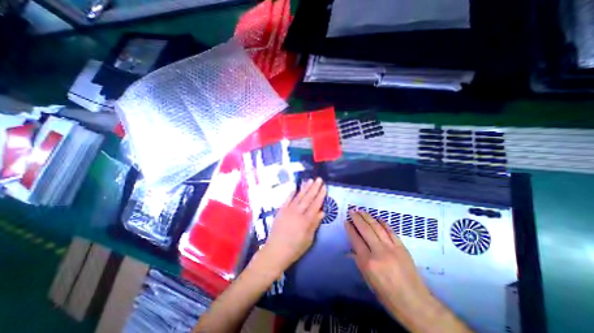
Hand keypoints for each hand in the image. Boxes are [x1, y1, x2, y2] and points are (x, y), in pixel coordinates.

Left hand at [261, 178, 326, 276]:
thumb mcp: (309, 239)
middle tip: (319, 179)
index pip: (316, 204)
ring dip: (305, 187)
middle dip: (314, 188)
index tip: (324, 187)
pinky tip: (295, 188)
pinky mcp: (281, 210)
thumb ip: (315, 224)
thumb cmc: (295, 248)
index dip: (321, 195)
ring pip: (298, 196)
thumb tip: (322, 212)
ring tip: (310, 180)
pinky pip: (287, 199)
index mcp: (306, 220)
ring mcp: (288, 210)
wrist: (276, 251)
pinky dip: (291, 193)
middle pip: (308, 198)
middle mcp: (298, 212)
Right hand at [347, 211, 434, 322]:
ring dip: (368, 217)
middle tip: (351, 211)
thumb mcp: (368, 280)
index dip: (350, 229)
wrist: (415, 303)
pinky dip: (383, 223)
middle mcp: (379, 252)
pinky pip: (391, 231)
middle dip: (357, 218)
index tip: (346, 221)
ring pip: (377, 227)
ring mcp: (392, 248)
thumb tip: (351, 250)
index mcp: (368, 262)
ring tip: (361, 210)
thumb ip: (359, 261)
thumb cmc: (387, 295)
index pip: (356, 240)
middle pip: (365, 230)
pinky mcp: (402, 247)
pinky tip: (378, 218)